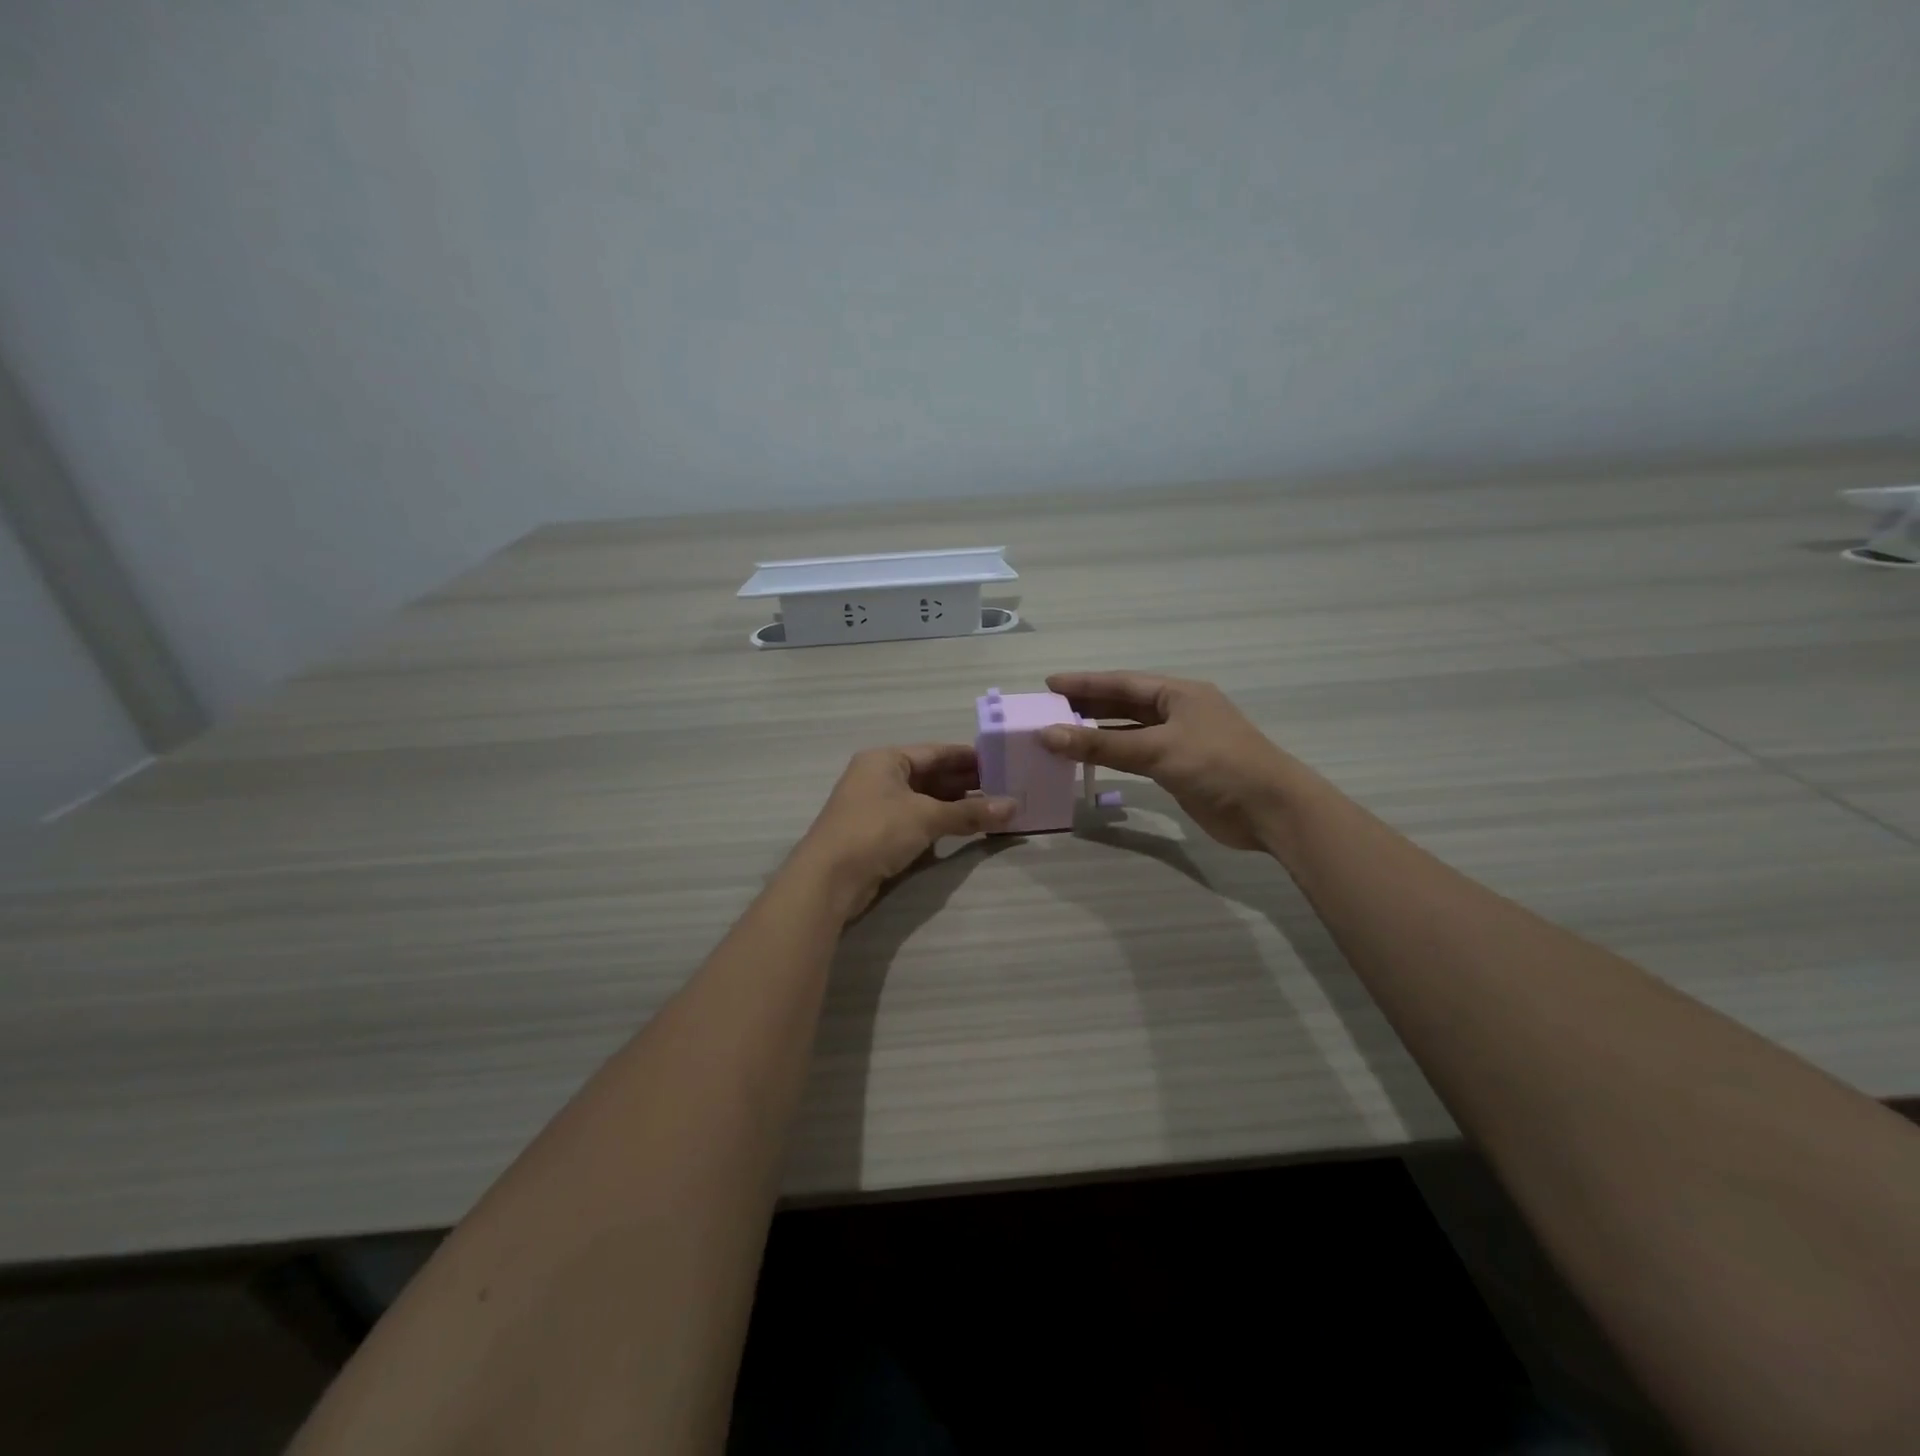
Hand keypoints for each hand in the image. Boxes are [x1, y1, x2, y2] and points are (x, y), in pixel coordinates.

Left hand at [788, 745, 1015, 919]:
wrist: (828, 879)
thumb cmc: (876, 831)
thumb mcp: (926, 817)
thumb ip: (970, 812)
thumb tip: (1013, 807)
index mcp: (886, 759)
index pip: (936, 752)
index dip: (970, 757)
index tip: (1002, 762)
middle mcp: (879, 777)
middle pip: (931, 775)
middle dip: (966, 782)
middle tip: (1005, 787)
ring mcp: (876, 806)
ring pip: (924, 799)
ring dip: (955, 804)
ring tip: (993, 808)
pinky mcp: (877, 833)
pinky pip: (916, 820)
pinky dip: (940, 822)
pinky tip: (965, 828)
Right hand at [1040, 671, 1307, 850]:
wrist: (1270, 810)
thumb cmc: (1217, 765)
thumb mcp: (1157, 750)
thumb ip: (1101, 745)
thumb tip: (1048, 735)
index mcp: (1179, 694)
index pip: (1122, 683)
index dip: (1085, 683)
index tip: (1049, 684)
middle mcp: (1179, 712)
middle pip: (1125, 704)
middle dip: (1088, 705)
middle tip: (1049, 709)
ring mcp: (1182, 741)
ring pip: (1131, 731)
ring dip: (1099, 733)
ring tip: (1062, 733)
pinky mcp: (1182, 769)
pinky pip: (1139, 755)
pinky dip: (1115, 756)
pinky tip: (1093, 760)